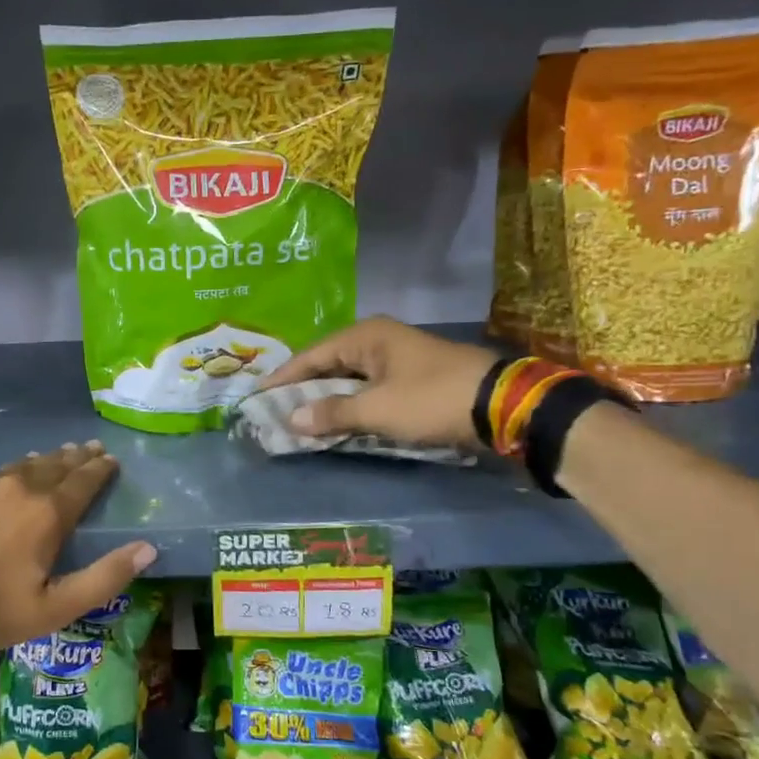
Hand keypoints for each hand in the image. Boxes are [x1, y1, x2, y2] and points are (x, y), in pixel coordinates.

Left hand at [0, 441, 156, 654]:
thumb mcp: (56, 608)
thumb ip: (105, 577)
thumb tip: (148, 549)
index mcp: (47, 513)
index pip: (83, 481)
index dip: (100, 469)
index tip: (111, 459)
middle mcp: (18, 488)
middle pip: (54, 465)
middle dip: (76, 457)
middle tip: (90, 448)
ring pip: (21, 465)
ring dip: (44, 460)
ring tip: (57, 455)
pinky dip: (10, 472)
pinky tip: (8, 476)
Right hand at [260, 317, 500, 448]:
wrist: (502, 405)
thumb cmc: (431, 399)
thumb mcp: (377, 409)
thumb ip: (332, 414)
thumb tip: (291, 420)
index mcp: (365, 336)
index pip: (310, 356)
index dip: (282, 379)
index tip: (256, 397)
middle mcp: (378, 340)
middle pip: (328, 365)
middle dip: (302, 389)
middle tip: (274, 411)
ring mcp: (397, 359)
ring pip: (348, 379)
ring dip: (326, 400)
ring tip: (298, 420)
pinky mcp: (412, 378)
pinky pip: (367, 390)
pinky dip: (350, 405)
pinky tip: (336, 422)